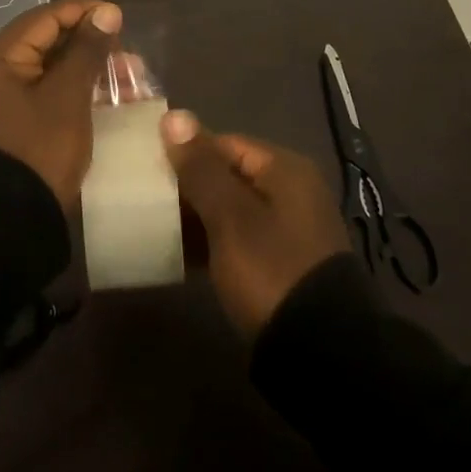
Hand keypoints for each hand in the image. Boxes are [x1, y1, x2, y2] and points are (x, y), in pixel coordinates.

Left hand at [0, 0, 121, 209]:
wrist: (8, 227)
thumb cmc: (38, 152)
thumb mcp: (68, 98)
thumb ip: (87, 50)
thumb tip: (106, 12)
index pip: (44, 18)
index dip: (83, 12)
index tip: (119, 17)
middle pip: (46, 42)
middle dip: (89, 44)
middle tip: (126, 51)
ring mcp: (0, 102)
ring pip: (50, 70)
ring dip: (87, 69)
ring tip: (127, 75)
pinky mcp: (12, 125)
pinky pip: (46, 94)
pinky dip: (75, 91)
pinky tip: (108, 97)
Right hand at [162, 111, 348, 336]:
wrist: (322, 355)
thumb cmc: (271, 271)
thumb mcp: (229, 217)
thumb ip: (200, 167)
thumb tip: (173, 115)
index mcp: (284, 169)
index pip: (224, 143)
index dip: (185, 154)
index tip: (149, 171)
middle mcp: (292, 191)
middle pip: (229, 175)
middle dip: (189, 187)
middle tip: (148, 202)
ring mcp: (290, 229)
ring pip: (232, 209)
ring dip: (198, 217)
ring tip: (158, 229)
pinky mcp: (284, 264)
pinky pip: (240, 238)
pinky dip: (214, 242)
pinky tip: (184, 257)